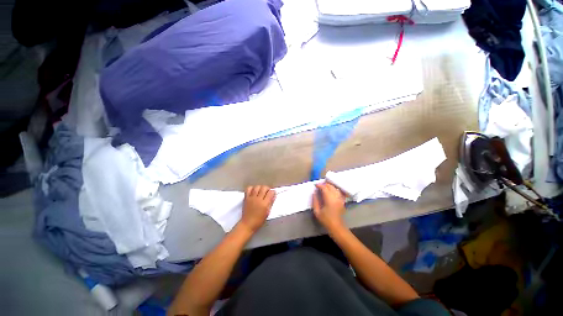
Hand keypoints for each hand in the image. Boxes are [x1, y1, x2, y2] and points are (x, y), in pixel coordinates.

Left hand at [238, 185, 275, 232]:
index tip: (273, 193)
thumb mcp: (267, 212)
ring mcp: (251, 198)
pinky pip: (249, 189)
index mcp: (264, 204)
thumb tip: (274, 196)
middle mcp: (258, 199)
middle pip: (264, 187)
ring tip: (261, 191)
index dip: (273, 192)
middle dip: (267, 188)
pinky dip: (252, 188)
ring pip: (257, 187)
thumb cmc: (259, 220)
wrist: (247, 224)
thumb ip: (271, 203)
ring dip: (260, 188)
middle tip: (267, 192)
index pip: (270, 193)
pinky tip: (254, 191)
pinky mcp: (246, 198)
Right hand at [312, 182, 346, 230]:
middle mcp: (336, 197)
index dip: (319, 185)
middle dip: (324, 184)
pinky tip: (331, 191)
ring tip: (324, 187)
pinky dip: (335, 190)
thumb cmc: (326, 220)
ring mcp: (340, 199)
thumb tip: (314, 193)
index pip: (324, 188)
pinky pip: (339, 192)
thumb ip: (315, 201)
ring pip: (335, 188)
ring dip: (329, 186)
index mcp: (329, 199)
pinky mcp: (342, 201)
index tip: (315, 185)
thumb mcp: (317, 212)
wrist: (336, 227)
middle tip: (319, 186)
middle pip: (330, 186)